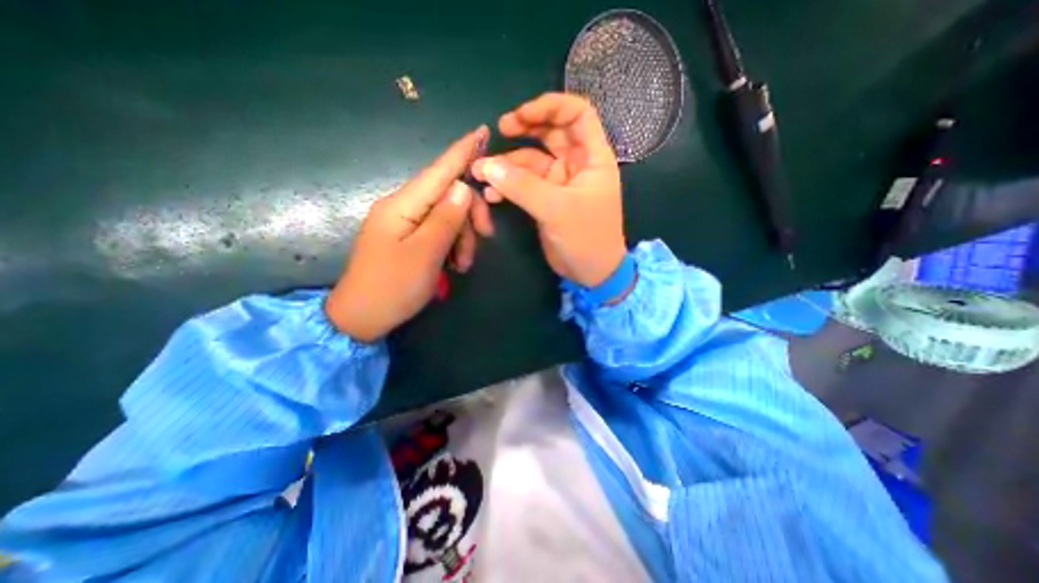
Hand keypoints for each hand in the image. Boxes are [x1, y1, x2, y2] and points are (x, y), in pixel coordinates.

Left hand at [325, 123, 490, 340]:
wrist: (361, 317)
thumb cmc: (392, 288)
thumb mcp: (425, 255)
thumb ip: (445, 219)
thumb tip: (463, 187)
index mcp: (402, 205)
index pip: (438, 171)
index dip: (462, 152)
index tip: (483, 131)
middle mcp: (403, 207)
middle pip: (448, 196)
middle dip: (470, 215)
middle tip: (486, 238)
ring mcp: (405, 223)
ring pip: (447, 216)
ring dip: (462, 236)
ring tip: (462, 265)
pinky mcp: (409, 238)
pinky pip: (438, 231)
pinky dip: (452, 244)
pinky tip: (454, 263)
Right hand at [471, 92, 623, 289]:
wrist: (590, 272)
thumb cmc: (586, 238)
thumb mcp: (557, 209)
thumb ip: (523, 187)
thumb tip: (488, 166)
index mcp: (592, 157)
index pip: (577, 114)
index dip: (551, 106)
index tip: (522, 116)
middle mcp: (576, 164)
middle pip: (550, 133)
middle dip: (525, 128)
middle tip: (499, 131)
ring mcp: (559, 182)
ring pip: (531, 161)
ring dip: (507, 164)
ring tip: (482, 172)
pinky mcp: (545, 200)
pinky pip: (524, 185)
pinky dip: (508, 187)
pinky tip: (492, 194)